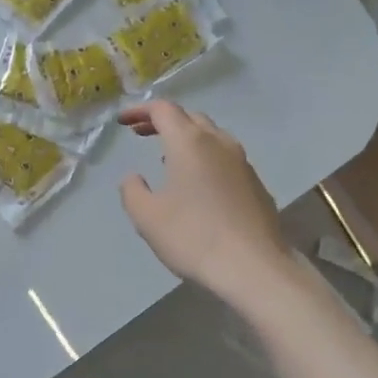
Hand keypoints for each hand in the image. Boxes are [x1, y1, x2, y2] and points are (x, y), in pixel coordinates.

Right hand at [117, 100, 289, 299]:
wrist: (253, 267)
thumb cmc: (193, 237)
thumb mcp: (146, 216)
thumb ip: (132, 190)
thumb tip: (133, 177)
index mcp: (189, 142)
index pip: (163, 109)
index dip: (140, 110)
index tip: (122, 121)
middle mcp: (219, 142)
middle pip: (189, 118)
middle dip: (163, 121)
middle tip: (141, 133)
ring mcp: (242, 162)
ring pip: (211, 136)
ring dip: (186, 138)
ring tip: (167, 157)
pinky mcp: (255, 183)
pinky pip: (225, 158)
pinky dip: (204, 157)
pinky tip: (197, 183)